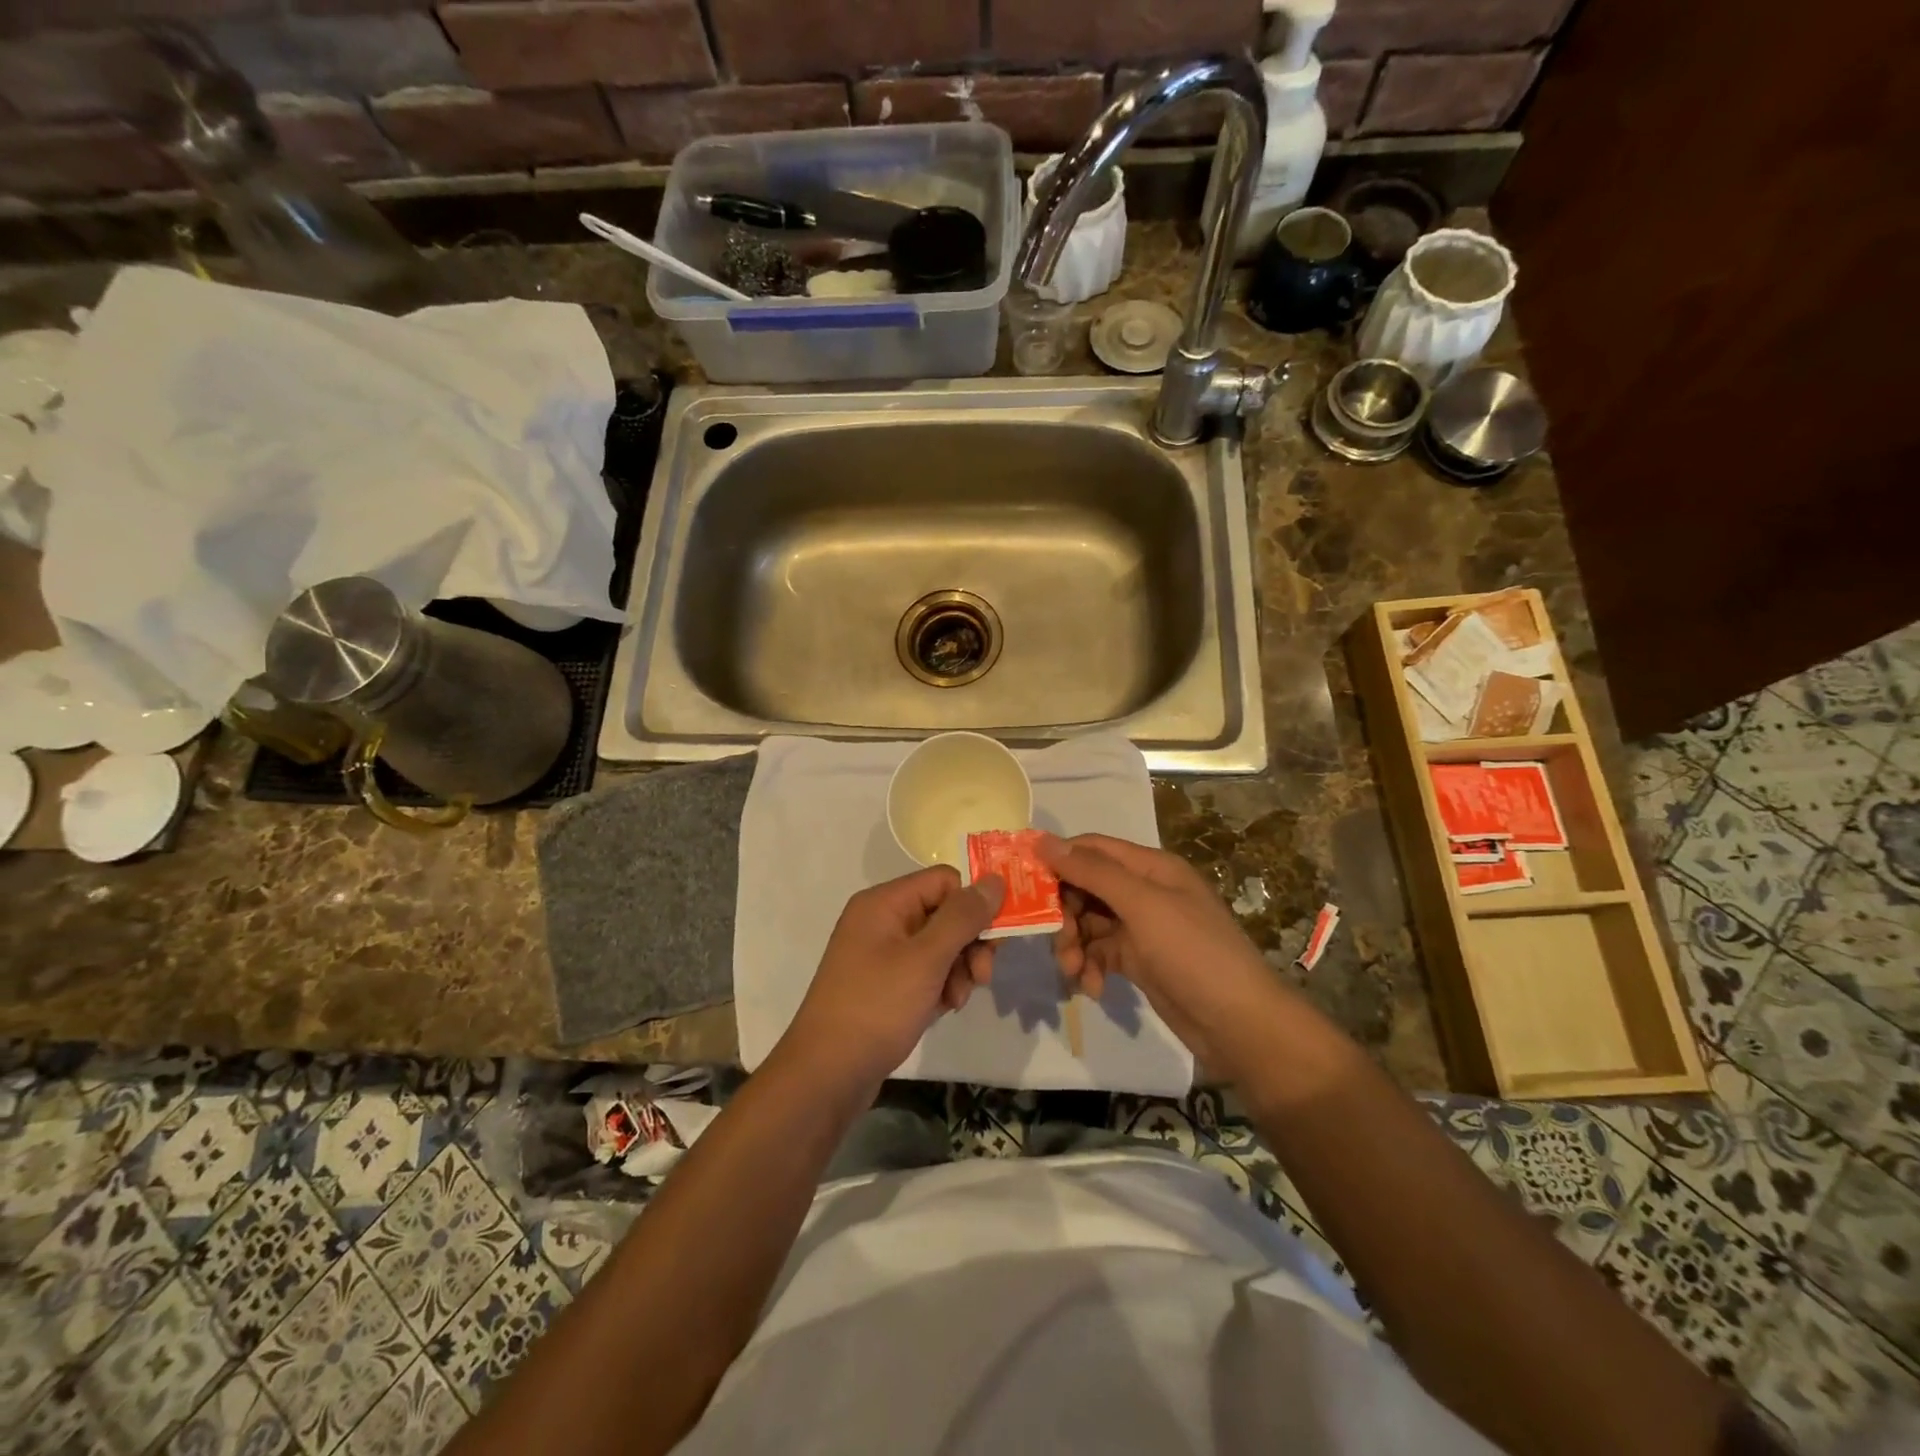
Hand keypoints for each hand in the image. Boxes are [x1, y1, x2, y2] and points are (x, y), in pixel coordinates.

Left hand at [780, 867, 1004, 1086]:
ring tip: (957, 1000)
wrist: (827, 1074)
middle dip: (969, 943)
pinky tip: (945, 1008)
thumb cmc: (876, 1007)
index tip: (995, 938)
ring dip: (959, 969)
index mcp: (884, 903)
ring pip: (939, 945)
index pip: (944, 881)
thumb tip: (995, 880)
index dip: (973, 904)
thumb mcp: (926, 959)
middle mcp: (882, 921)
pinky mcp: (885, 985)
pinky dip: (941, 986)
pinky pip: (925, 971)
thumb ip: (963, 917)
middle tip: (983, 976)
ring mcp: (881, 954)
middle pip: (944, 913)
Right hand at [1038, 833, 1287, 1068]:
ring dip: (1074, 945)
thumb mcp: (1142, 905)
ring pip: (1088, 923)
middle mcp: (1145, 890)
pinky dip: (1090, 967)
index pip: (1092, 848)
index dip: (1058, 860)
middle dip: (1064, 913)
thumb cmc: (1193, 953)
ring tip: (1073, 972)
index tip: (1022, 881)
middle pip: (1086, 887)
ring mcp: (1142, 927)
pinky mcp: (1139, 960)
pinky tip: (1093, 988)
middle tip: (1056, 940)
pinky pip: (1100, 953)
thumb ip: (1093, 871)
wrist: (1239, 1025)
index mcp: (1151, 867)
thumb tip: (1043, 840)